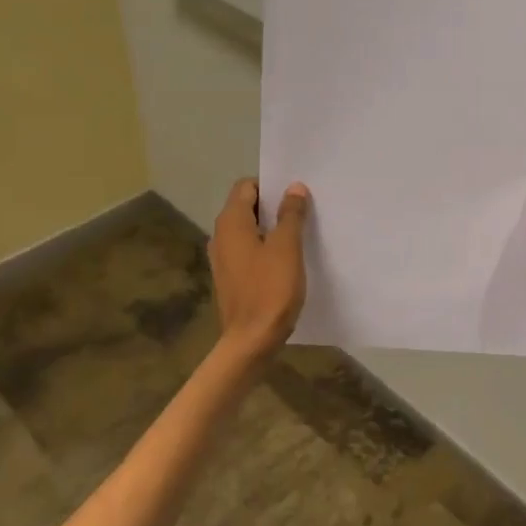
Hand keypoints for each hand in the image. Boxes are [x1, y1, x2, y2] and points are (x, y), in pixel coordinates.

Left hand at [209, 177, 310, 359]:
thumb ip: (291, 214)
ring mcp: (223, 258)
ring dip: (271, 228)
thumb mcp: (287, 247)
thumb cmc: (270, 289)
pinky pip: (248, 251)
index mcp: (231, 222)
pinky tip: (286, 260)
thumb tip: (294, 187)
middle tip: (304, 210)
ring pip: (249, 231)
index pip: (246, 186)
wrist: (251, 341)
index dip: (270, 185)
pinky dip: (265, 248)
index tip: (295, 193)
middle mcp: (221, 235)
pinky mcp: (231, 278)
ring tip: (299, 234)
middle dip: (273, 206)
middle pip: (247, 207)